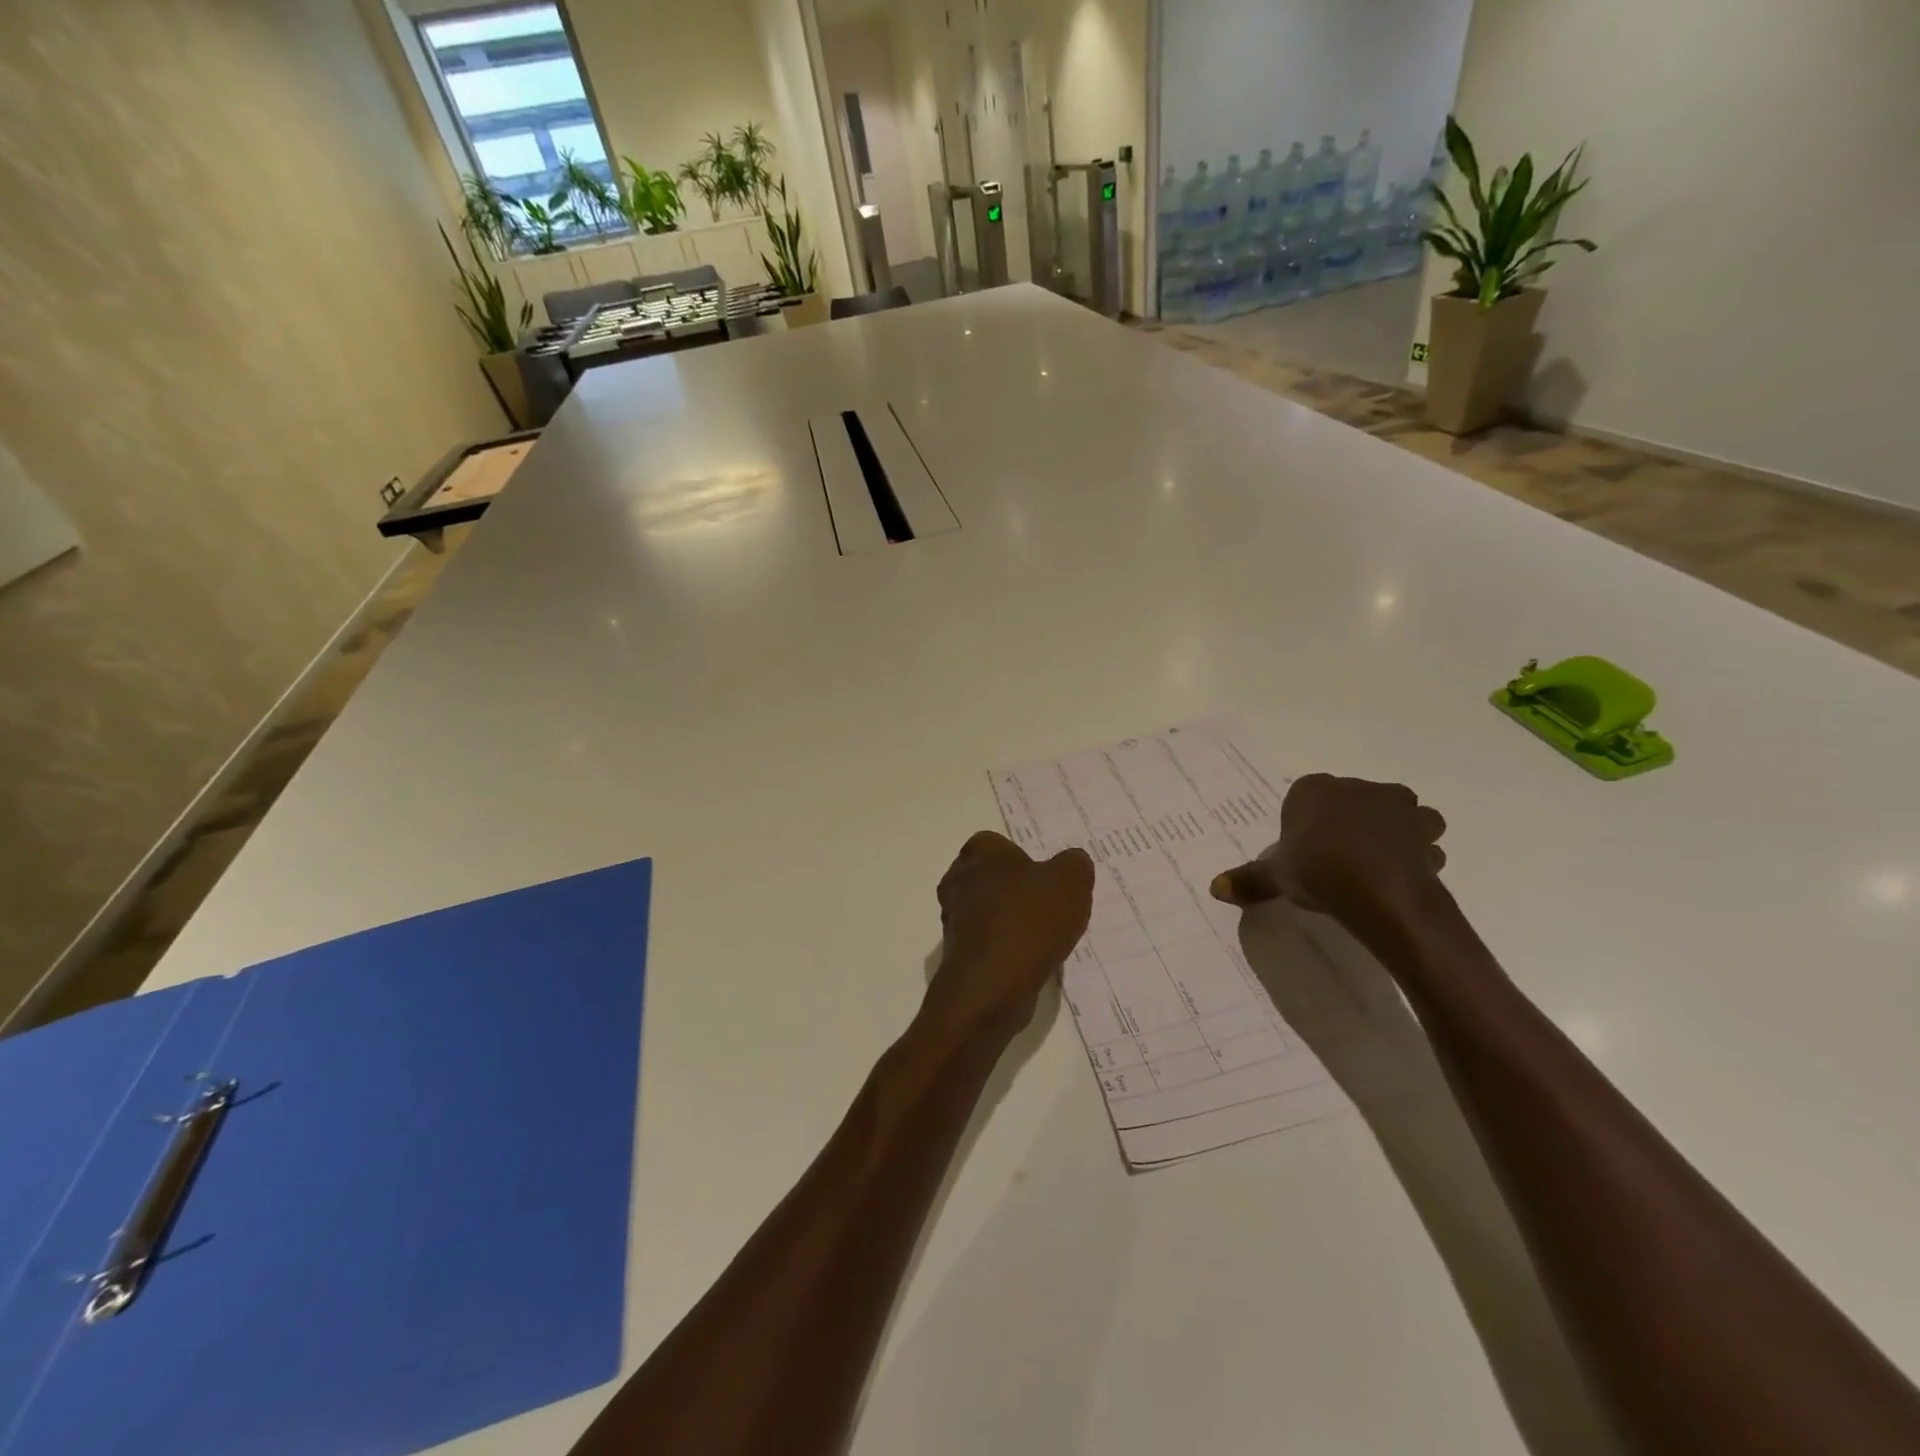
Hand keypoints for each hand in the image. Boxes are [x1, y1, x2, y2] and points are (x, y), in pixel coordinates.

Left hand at [924, 831, 1094, 1043]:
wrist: (992, 985)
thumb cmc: (1029, 920)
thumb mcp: (1070, 881)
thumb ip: (1075, 864)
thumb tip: (1072, 862)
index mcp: (979, 852)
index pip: (1000, 844)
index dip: (1026, 860)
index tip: (1048, 879)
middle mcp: (957, 880)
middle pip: (993, 878)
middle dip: (1018, 891)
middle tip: (1050, 907)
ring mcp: (953, 919)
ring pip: (989, 912)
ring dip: (1013, 922)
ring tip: (1045, 938)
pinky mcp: (957, 954)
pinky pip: (989, 942)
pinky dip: (1007, 949)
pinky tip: (1031, 961)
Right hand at [1210, 774, 1446, 920]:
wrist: (1380, 891)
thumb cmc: (1318, 870)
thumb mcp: (1276, 877)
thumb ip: (1249, 880)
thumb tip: (1214, 888)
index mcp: (1316, 790)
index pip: (1305, 797)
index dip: (1304, 824)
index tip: (1303, 851)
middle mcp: (1358, 788)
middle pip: (1352, 801)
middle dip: (1350, 823)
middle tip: (1338, 858)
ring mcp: (1397, 807)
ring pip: (1397, 814)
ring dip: (1394, 832)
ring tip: (1378, 863)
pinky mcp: (1426, 833)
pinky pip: (1422, 842)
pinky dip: (1417, 856)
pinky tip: (1403, 877)